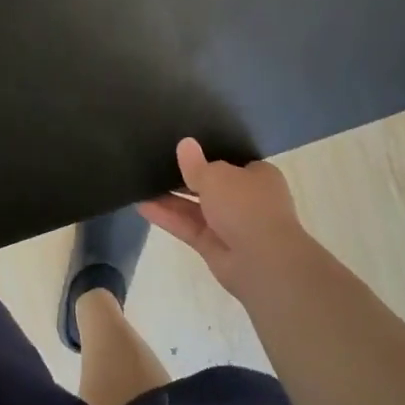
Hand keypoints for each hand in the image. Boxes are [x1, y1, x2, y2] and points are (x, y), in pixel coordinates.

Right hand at [138, 138, 330, 303]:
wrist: (262, 260)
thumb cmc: (246, 205)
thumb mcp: (217, 176)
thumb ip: (196, 164)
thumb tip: (185, 144)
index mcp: (258, 176)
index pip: (231, 162)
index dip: (208, 155)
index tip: (183, 149)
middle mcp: (245, 199)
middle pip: (211, 185)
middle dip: (185, 177)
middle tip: (155, 163)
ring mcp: (230, 225)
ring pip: (196, 208)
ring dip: (171, 198)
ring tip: (142, 183)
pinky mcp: (213, 246)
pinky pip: (188, 227)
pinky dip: (168, 217)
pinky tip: (142, 205)